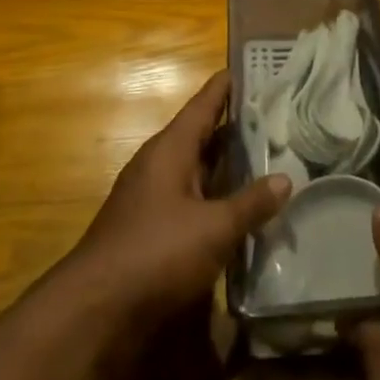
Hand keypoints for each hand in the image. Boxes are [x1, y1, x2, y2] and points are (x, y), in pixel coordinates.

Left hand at [69, 72, 288, 333]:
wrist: (94, 311)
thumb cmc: (156, 253)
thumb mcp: (214, 228)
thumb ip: (251, 203)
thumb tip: (286, 179)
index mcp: (170, 150)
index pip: (203, 105)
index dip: (226, 86)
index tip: (252, 68)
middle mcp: (159, 166)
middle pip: (202, 135)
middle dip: (236, 126)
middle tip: (277, 114)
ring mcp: (153, 198)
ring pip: (198, 169)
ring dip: (228, 164)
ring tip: (269, 154)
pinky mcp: (152, 229)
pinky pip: (193, 198)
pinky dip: (217, 196)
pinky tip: (242, 205)